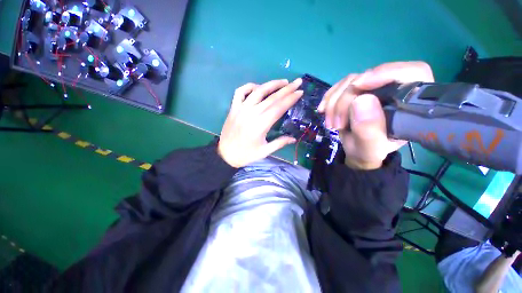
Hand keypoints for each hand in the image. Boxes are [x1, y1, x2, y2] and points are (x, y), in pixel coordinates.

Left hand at [218, 79, 303, 167]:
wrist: (225, 154)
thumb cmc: (246, 154)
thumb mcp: (264, 152)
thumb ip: (279, 143)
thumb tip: (294, 139)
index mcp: (260, 125)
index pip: (279, 108)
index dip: (290, 99)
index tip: (300, 92)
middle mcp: (251, 113)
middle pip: (272, 98)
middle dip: (287, 89)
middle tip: (298, 81)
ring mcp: (241, 109)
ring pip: (258, 91)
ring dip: (272, 84)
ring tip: (283, 81)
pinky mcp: (233, 108)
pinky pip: (241, 92)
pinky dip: (250, 86)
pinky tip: (258, 87)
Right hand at [318, 61, 434, 169]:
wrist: (356, 150)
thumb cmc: (368, 151)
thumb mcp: (371, 147)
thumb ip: (369, 129)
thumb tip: (361, 100)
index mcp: (411, 103)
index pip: (411, 72)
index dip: (385, 73)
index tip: (357, 86)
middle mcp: (394, 89)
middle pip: (371, 77)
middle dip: (346, 100)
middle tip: (336, 124)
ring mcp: (374, 87)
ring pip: (351, 80)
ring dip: (334, 102)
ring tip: (330, 123)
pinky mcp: (357, 89)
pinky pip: (340, 86)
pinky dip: (329, 97)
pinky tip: (323, 110)